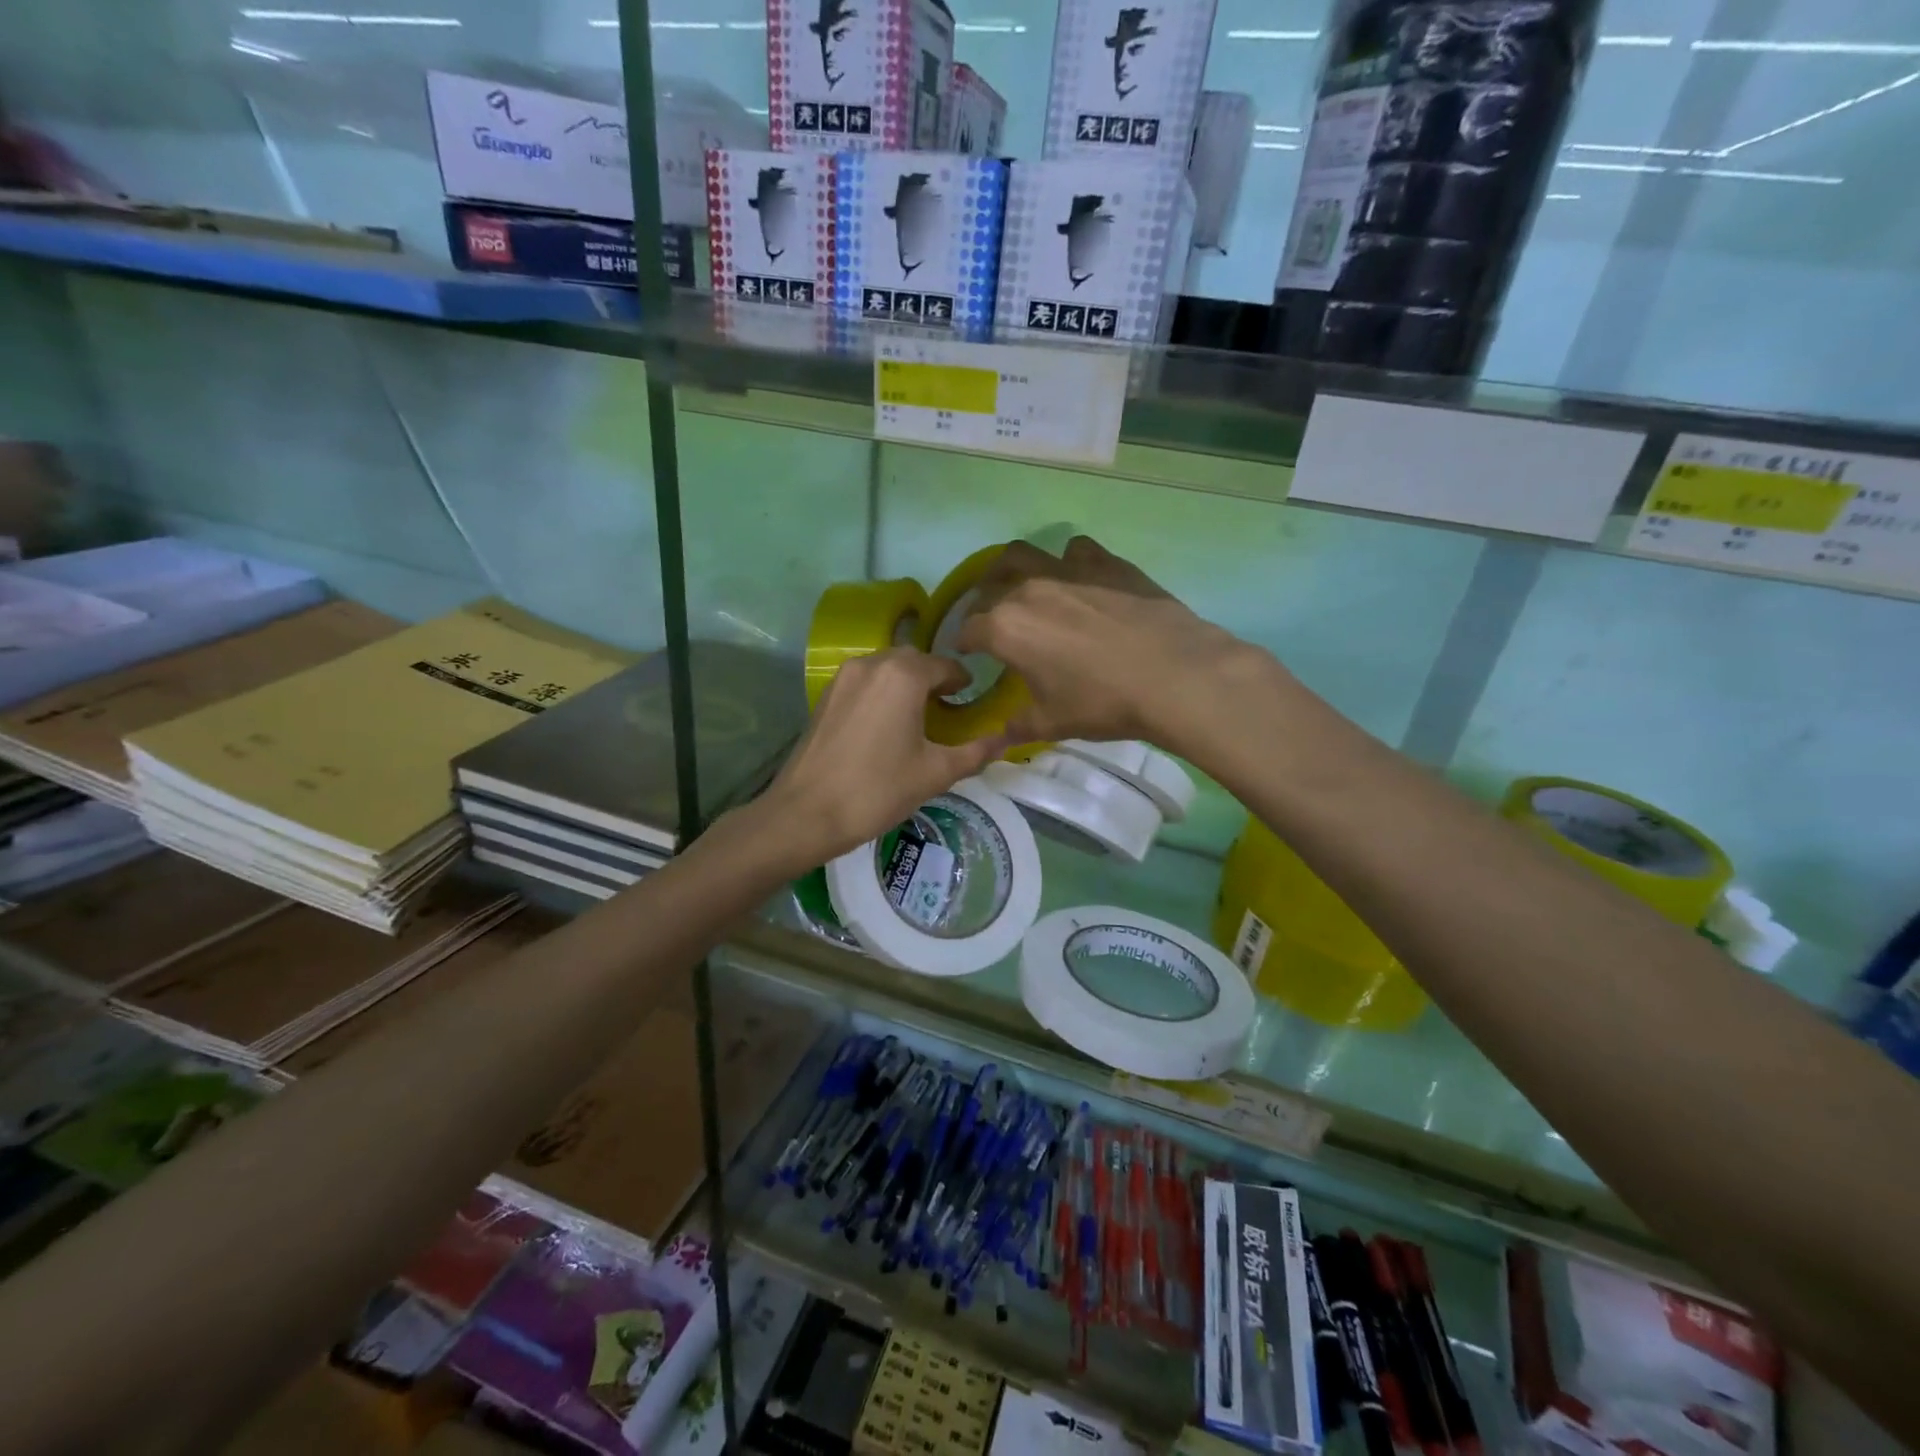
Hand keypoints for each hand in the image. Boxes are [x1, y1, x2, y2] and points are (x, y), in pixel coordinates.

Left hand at [755, 649, 1009, 867]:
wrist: (806, 813)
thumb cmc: (878, 790)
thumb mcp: (936, 773)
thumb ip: (976, 752)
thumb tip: (1008, 740)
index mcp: (904, 675)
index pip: (946, 665)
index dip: (963, 682)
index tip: (972, 702)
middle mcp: (872, 663)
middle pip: (914, 660)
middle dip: (934, 679)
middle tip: (948, 710)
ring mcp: (843, 677)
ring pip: (886, 668)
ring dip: (906, 683)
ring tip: (917, 718)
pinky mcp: (825, 695)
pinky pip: (864, 681)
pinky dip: (881, 692)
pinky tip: (886, 725)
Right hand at [954, 536, 1268, 751]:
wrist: (1174, 675)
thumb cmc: (1103, 703)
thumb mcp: (1053, 723)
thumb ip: (1019, 725)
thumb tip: (1002, 734)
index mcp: (1006, 628)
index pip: (968, 629)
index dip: (962, 642)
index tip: (967, 653)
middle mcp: (1028, 590)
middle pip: (989, 585)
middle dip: (982, 603)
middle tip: (992, 622)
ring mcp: (1068, 570)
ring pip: (1024, 554)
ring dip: (1013, 569)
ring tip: (1022, 587)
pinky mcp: (1106, 563)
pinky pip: (1075, 550)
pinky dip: (1068, 563)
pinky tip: (1080, 581)